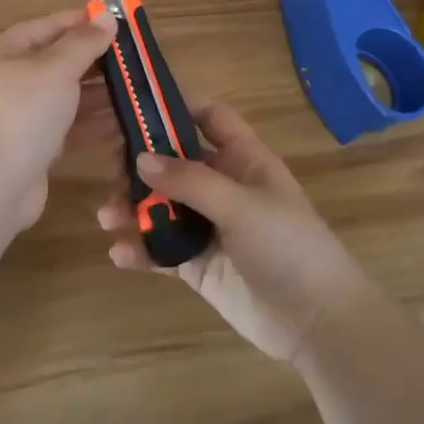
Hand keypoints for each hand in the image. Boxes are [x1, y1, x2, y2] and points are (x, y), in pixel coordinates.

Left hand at [0, 7, 118, 231]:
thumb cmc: (20, 113)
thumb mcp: (55, 69)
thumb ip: (83, 43)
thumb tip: (106, 16)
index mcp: (3, 53)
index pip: (46, 27)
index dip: (80, 21)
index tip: (116, 19)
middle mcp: (8, 81)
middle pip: (57, 63)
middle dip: (95, 60)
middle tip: (134, 57)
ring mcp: (19, 118)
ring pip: (65, 97)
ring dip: (99, 93)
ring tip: (136, 87)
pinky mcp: (33, 149)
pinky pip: (67, 127)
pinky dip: (92, 123)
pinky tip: (124, 120)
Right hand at [96, 101, 370, 364]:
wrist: (316, 322)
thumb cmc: (288, 247)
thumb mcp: (240, 205)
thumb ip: (190, 180)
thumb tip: (140, 158)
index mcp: (243, 159)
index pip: (210, 117)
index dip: (179, 103)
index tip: (138, 101)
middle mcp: (223, 186)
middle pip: (175, 161)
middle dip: (141, 162)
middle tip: (108, 168)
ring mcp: (209, 226)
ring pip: (162, 205)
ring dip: (133, 207)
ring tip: (106, 217)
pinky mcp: (198, 264)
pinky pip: (161, 249)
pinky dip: (140, 249)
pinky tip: (119, 254)